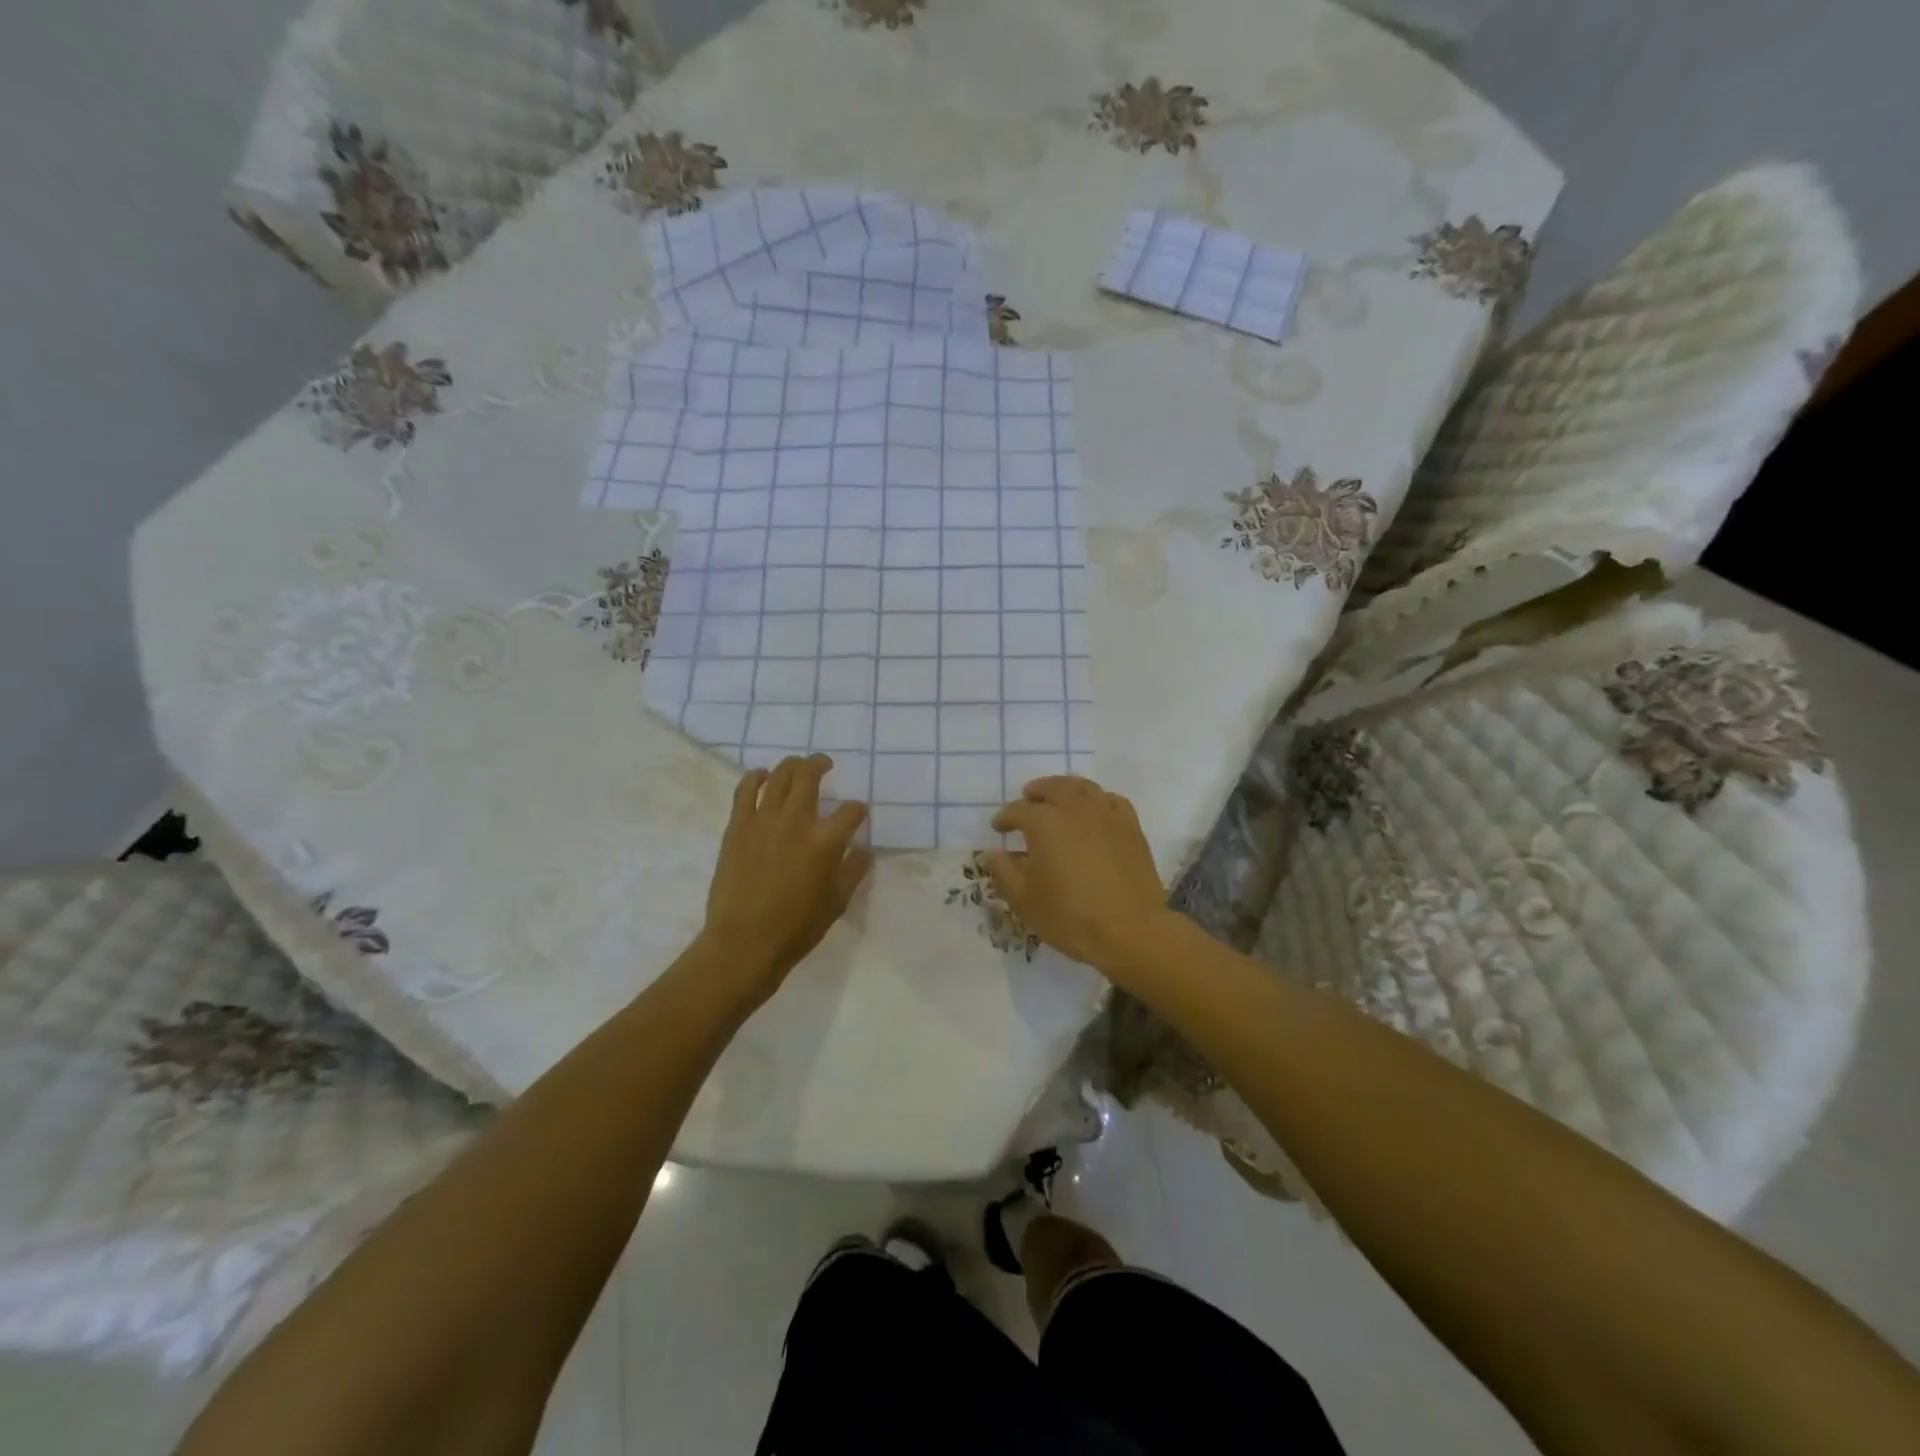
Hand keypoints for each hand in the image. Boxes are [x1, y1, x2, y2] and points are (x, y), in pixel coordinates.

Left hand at [700, 756, 871, 1003]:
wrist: (744, 942)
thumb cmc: (797, 927)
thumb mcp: (837, 902)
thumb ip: (854, 870)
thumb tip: (863, 850)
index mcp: (826, 841)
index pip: (851, 812)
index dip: (858, 810)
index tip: (857, 814)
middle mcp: (796, 821)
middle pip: (810, 776)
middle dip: (821, 764)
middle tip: (825, 764)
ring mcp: (764, 820)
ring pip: (778, 775)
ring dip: (791, 765)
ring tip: (797, 765)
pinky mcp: (738, 826)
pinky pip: (745, 790)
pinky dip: (755, 777)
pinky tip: (762, 776)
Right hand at [986, 776, 1167, 974]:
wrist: (1130, 931)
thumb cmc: (1070, 917)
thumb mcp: (1024, 901)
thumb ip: (1004, 872)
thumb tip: (992, 853)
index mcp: (1044, 823)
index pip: (1018, 810)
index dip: (1005, 818)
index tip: (999, 828)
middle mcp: (1075, 809)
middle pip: (1052, 787)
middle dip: (1036, 792)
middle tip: (1028, 800)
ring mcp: (1106, 814)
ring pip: (1083, 787)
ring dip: (1065, 789)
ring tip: (1059, 800)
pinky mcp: (1131, 826)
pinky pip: (1110, 800)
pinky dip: (1097, 800)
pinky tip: (1094, 812)